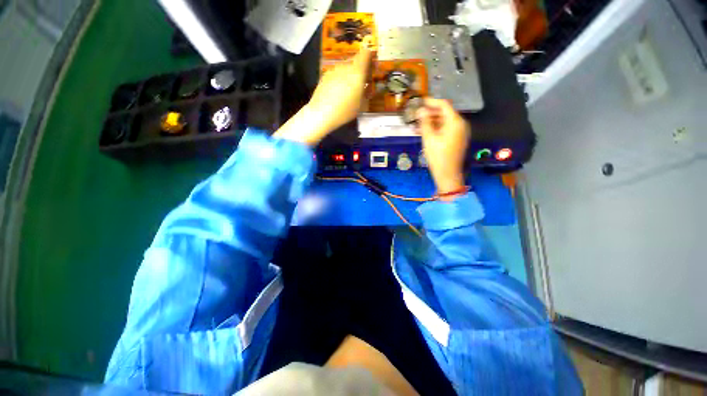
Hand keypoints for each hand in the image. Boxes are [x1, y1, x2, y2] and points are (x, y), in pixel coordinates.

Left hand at [273, 39, 372, 145]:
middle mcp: (345, 67)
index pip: (365, 54)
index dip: (370, 55)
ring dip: (350, 71)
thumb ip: (366, 90)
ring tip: (351, 85)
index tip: (373, 61)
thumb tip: (367, 86)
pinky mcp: (325, 76)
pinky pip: (337, 72)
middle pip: (355, 59)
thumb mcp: (362, 103)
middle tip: (364, 77)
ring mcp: (333, 70)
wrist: (320, 114)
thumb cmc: (345, 109)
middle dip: (361, 65)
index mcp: (357, 71)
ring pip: (345, 66)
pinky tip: (340, 89)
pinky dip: (341, 76)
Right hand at [416, 98, 470, 195]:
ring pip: (445, 120)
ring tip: (417, 124)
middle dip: (430, 112)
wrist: (449, 176)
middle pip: (445, 112)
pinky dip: (437, 127)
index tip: (420, 102)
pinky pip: (447, 128)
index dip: (431, 102)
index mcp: (455, 122)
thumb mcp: (429, 137)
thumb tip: (421, 109)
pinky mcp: (458, 138)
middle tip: (416, 114)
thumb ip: (425, 121)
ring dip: (432, 120)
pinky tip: (424, 131)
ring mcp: (460, 132)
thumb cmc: (438, 157)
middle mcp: (461, 124)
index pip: (444, 105)